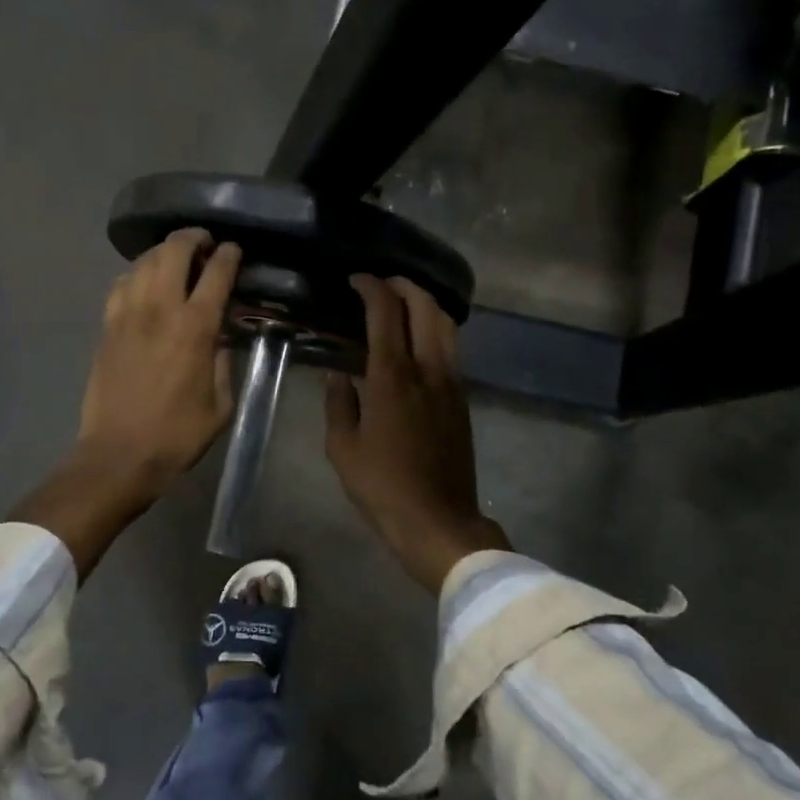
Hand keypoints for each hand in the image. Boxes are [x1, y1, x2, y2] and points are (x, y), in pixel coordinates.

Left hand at [77, 228, 240, 493]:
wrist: (119, 455)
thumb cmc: (177, 435)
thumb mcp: (221, 405)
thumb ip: (224, 363)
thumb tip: (220, 337)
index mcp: (195, 328)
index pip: (216, 273)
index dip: (228, 255)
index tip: (234, 250)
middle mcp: (159, 310)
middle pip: (173, 251)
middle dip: (192, 238)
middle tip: (203, 244)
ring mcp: (127, 315)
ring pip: (142, 261)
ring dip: (162, 252)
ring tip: (175, 259)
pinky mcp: (106, 327)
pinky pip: (120, 284)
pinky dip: (136, 274)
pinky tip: (144, 284)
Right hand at [325, 275, 509, 593]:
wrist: (438, 520)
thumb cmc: (382, 486)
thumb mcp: (343, 448)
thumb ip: (339, 404)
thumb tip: (337, 376)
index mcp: (392, 377)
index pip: (386, 313)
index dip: (371, 288)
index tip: (356, 280)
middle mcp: (427, 369)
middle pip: (426, 307)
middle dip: (404, 286)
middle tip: (381, 284)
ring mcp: (451, 383)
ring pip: (446, 325)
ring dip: (425, 304)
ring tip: (403, 304)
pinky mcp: (462, 399)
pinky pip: (451, 349)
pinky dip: (435, 330)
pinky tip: (418, 342)